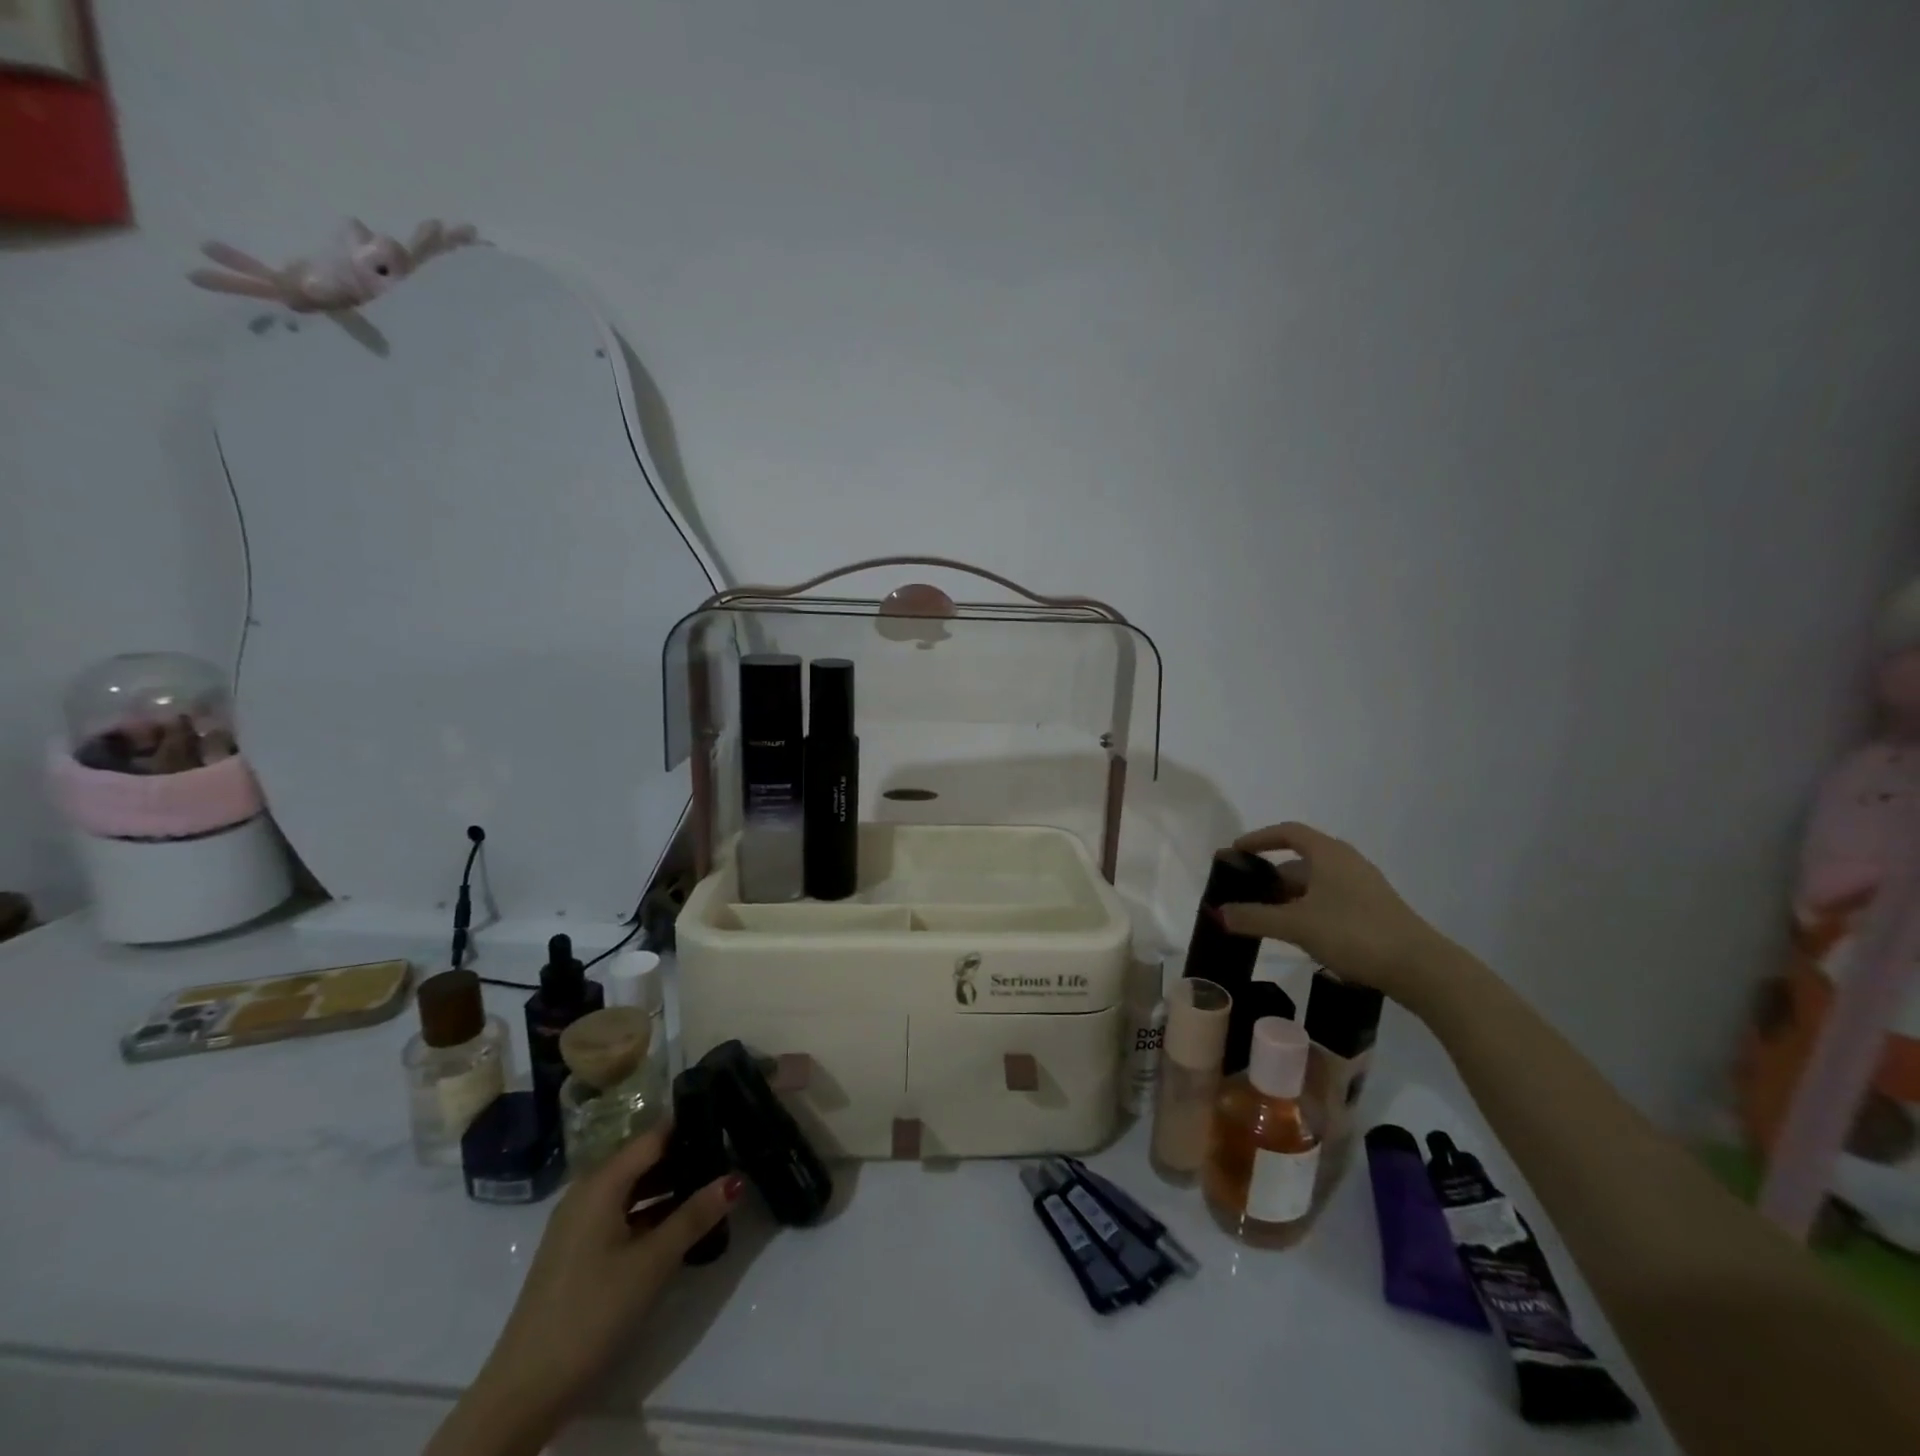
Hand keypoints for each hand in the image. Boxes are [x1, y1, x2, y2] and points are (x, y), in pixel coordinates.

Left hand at [427, 1127, 740, 1455]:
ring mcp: (580, 1225)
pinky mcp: (580, 1253)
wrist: (525, 1391)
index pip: (653, 1137)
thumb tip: (735, 1178)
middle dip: (684, 1157)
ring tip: (714, 1187)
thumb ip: (695, 1216)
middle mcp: (587, 1193)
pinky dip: (653, 1213)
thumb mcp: (652, 1262)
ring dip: (671, 1187)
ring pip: (634, 1189)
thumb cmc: (592, 1311)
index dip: (689, 1126)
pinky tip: (682, 1225)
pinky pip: (623, 1214)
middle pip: (643, 1160)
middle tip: (729, 1155)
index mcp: (601, 1183)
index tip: (726, 1120)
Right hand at [1218, 822, 1454, 1006]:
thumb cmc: (1353, 933)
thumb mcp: (1296, 925)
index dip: (1259, 838)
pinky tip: (1299, 933)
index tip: (1237, 852)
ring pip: (1316, 883)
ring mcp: (1363, 886)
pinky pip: (1330, 899)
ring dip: (1289, 896)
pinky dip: (1308, 908)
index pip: (1288, 832)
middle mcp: (1346, 862)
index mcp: (1328, 853)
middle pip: (1300, 860)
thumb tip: (1218, 913)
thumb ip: (1254, 917)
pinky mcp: (1373, 910)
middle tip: (1245, 894)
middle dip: (1271, 875)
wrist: (1420, 968)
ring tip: (1266, 917)